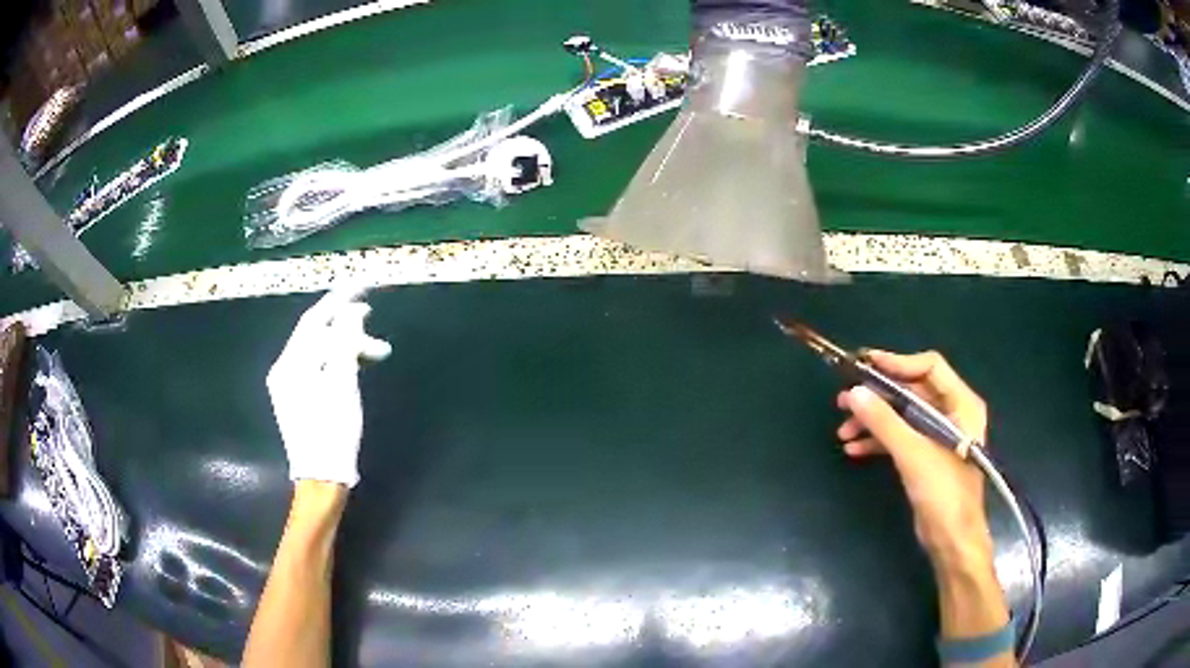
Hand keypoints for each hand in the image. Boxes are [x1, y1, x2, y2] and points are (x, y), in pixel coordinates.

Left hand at [267, 287, 390, 487]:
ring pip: (319, 352)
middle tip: (375, 321)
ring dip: (346, 347)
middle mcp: (284, 369)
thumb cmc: (332, 431)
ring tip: (376, 353)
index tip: (364, 285)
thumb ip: (344, 341)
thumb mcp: (342, 383)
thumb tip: (351, 311)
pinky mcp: (297, 398)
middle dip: (347, 326)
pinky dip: (337, 362)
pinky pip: (318, 367)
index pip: (314, 319)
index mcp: (290, 363)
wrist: (322, 478)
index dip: (339, 299)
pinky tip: (355, 366)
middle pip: (316, 335)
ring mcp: (289, 385)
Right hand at [836, 350, 991, 565]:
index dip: (898, 363)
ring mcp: (938, 436)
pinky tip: (854, 449)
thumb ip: (884, 421)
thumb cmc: (943, 491)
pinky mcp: (927, 457)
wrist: (951, 539)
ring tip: (843, 430)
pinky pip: (901, 438)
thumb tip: (854, 392)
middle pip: (912, 392)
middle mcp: (952, 414)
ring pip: (902, 416)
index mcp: (960, 403)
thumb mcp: (912, 453)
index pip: (929, 368)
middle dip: (878, 397)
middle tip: (845, 399)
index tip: (865, 364)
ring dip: (873, 421)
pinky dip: (879, 441)